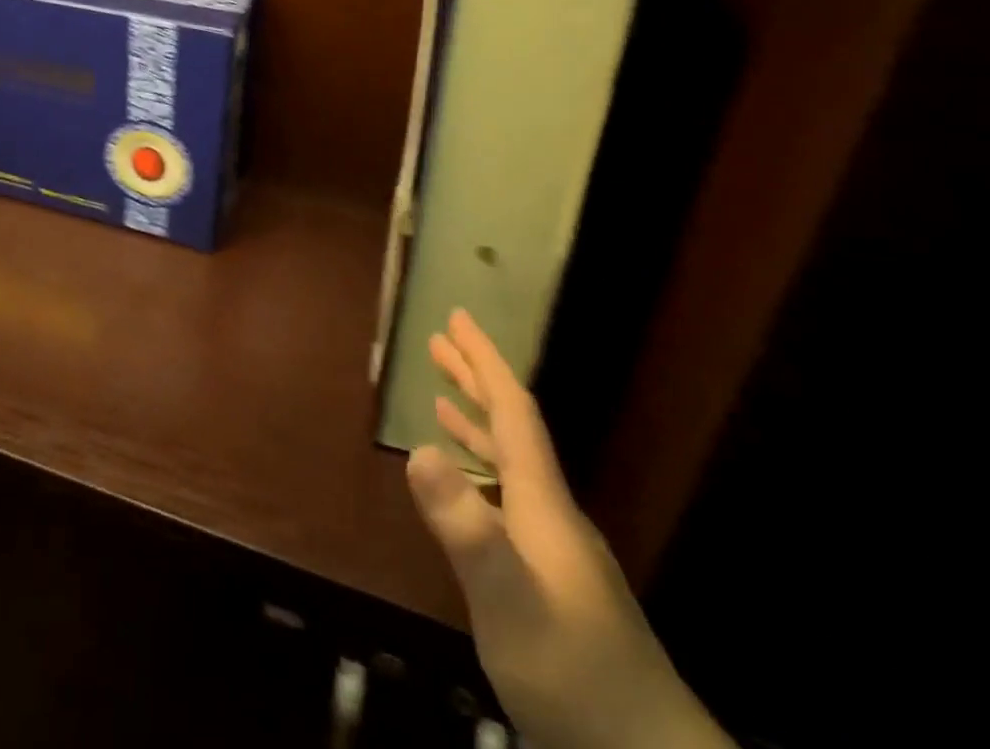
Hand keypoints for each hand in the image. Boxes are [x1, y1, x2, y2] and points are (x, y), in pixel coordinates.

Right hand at [406, 309, 729, 748]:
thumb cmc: (572, 670)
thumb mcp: (508, 600)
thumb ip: (465, 527)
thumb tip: (417, 449)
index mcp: (542, 501)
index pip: (513, 412)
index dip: (484, 361)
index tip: (458, 318)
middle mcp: (551, 511)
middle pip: (512, 428)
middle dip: (476, 380)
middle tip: (439, 342)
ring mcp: (556, 548)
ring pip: (512, 465)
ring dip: (477, 425)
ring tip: (441, 401)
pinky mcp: (555, 580)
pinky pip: (510, 500)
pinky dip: (484, 475)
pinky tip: (470, 491)